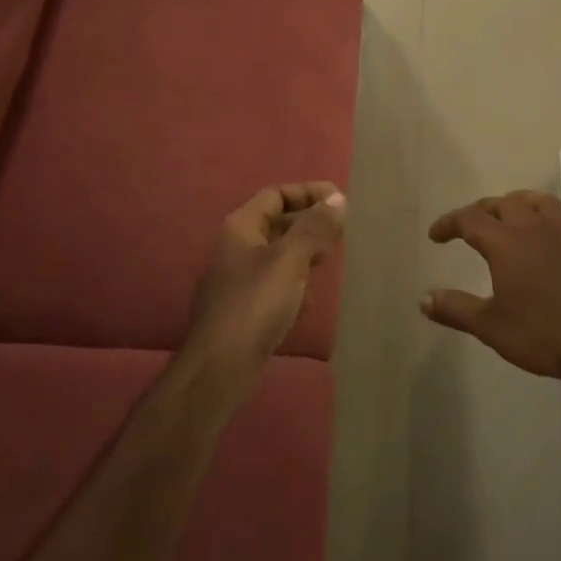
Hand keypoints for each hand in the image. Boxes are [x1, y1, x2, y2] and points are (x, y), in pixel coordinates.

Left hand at [187, 183, 346, 377]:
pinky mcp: (246, 308)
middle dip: (309, 224)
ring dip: (305, 253)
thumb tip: (338, 198)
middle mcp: (237, 247)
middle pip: (278, 222)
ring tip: (331, 260)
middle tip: (340, 232)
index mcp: (242, 227)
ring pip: (279, 254)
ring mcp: (239, 279)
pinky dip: (296, 283)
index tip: (340, 201)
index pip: (277, 194)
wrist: (220, 368)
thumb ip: (314, 227)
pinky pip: (276, 283)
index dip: (308, 192)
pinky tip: (310, 300)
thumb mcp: (290, 260)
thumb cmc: (255, 304)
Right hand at [422, 191, 560, 392]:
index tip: (435, 236)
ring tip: (512, 215)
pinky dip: (559, 225)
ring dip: (522, 203)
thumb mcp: (490, 326)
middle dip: (483, 209)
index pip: (470, 219)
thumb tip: (424, 298)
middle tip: (470, 227)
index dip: (449, 223)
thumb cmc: (541, 335)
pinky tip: (556, 238)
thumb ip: (455, 309)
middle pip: (505, 203)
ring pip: (542, 203)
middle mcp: (534, 231)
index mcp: (506, 244)